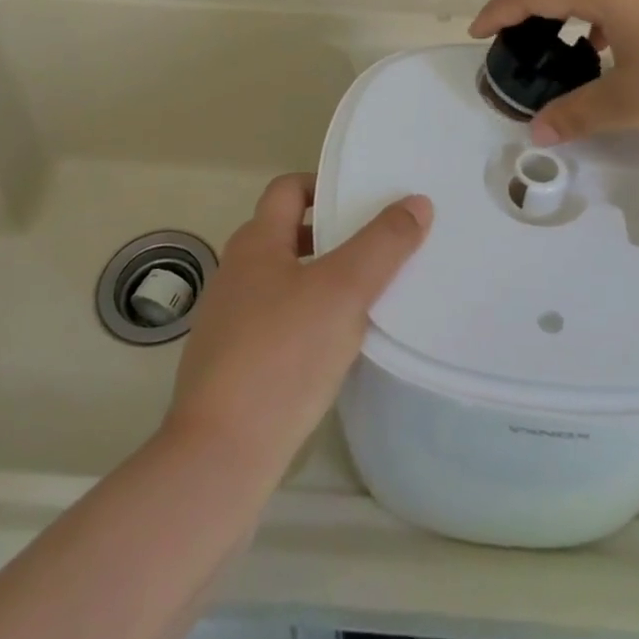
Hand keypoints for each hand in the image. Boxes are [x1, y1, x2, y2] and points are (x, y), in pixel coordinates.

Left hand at [164, 174, 430, 472]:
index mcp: (255, 243)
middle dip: (331, 235)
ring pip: (284, 281)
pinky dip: (308, 319)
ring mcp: (229, 320)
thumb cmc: (283, 355)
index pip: (288, 189)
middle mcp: (236, 272)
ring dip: (322, 279)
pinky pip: (278, 322)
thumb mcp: (343, 291)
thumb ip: (382, 244)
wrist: (222, 453)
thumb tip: (416, 202)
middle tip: (379, 246)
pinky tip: (336, 346)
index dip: (325, 185)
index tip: (366, 199)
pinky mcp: (233, 363)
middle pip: (287, 233)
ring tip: (367, 295)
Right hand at [469, 0, 638, 152]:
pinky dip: (602, 8)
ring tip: (556, 40)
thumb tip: (538, 132)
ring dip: (569, 2)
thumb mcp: (632, 102)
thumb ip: (578, 112)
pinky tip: (608, 43)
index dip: (501, 11)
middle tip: (510, 36)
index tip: (476, 33)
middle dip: (531, 2)